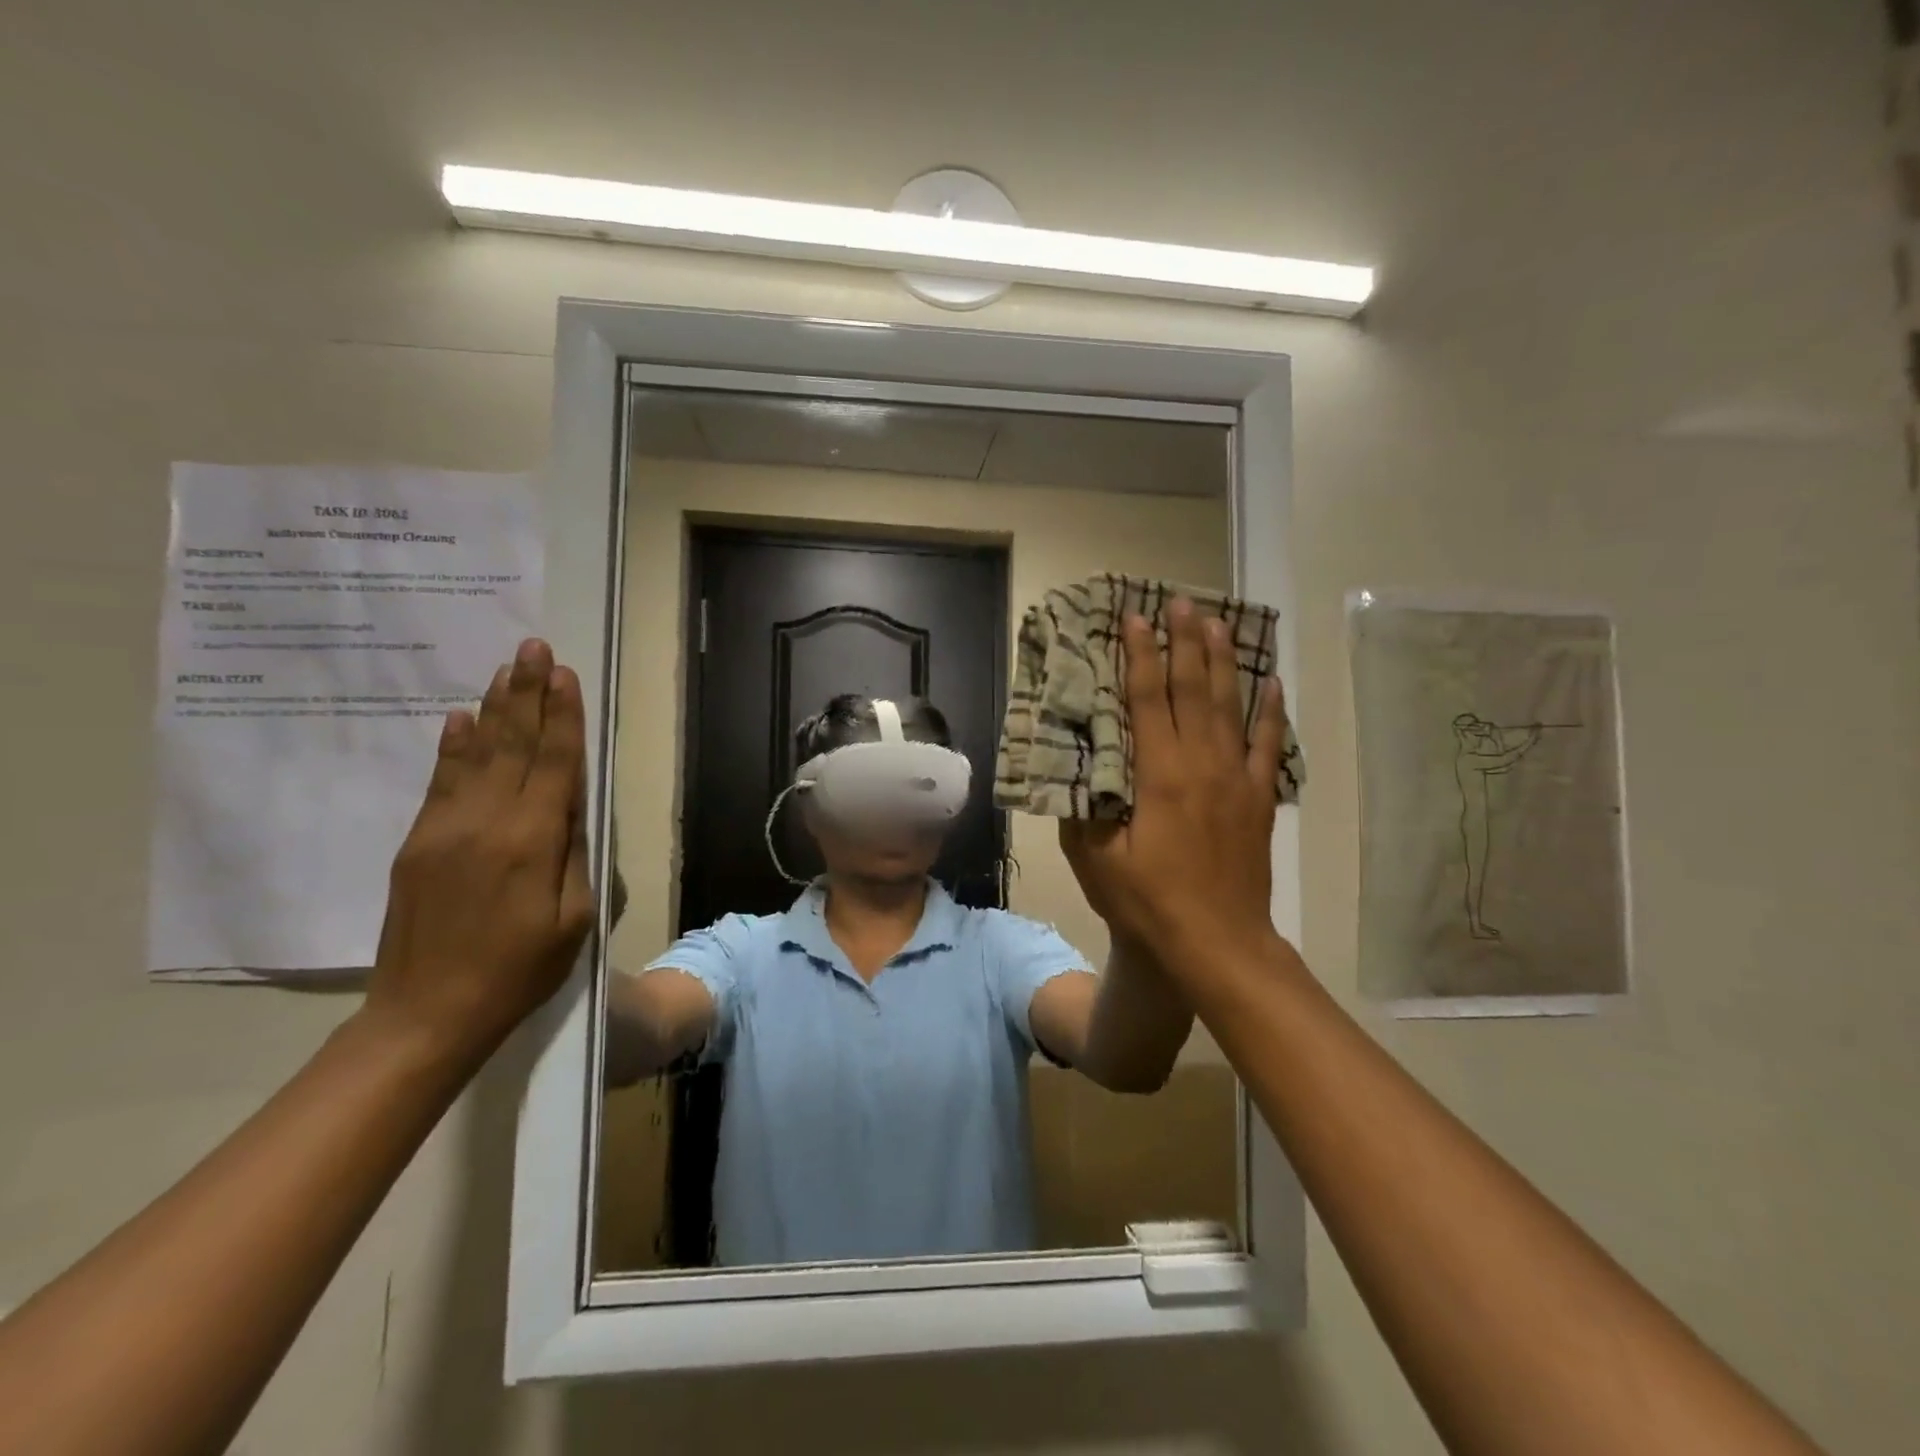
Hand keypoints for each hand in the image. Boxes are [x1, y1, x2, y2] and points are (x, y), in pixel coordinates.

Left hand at [363, 638, 595, 1062]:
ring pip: (476, 753)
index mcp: (532, 841)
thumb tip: (571, 805)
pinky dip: (453, 746)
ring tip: (507, 668)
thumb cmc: (519, 970)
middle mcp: (486, 821)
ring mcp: (444, 828)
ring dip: (494, 708)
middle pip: (513, 744)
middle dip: (528, 693)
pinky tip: (460, 719)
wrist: (427, 1013)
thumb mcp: (573, 918)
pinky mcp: (418, 842)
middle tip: (535, 647)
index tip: (567, 675)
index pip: (554, 763)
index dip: (563, 717)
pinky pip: (440, 781)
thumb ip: (574, 854)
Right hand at [1058, 599, 1288, 969]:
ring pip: (1231, 706)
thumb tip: (1075, 763)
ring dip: (1223, 661)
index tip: (1135, 617)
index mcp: (1160, 774)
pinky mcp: (1258, 799)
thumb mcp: (1095, 859)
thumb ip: (1082, 806)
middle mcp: (1203, 764)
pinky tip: (1272, 683)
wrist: (1217, 943)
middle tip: (1180, 602)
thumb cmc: (1148, 901)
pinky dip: (1270, 711)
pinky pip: (1267, 744)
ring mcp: (1237, 779)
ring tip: (1218, 622)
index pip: (1149, 699)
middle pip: (1195, 689)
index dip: (1141, 655)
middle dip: (1185, 641)